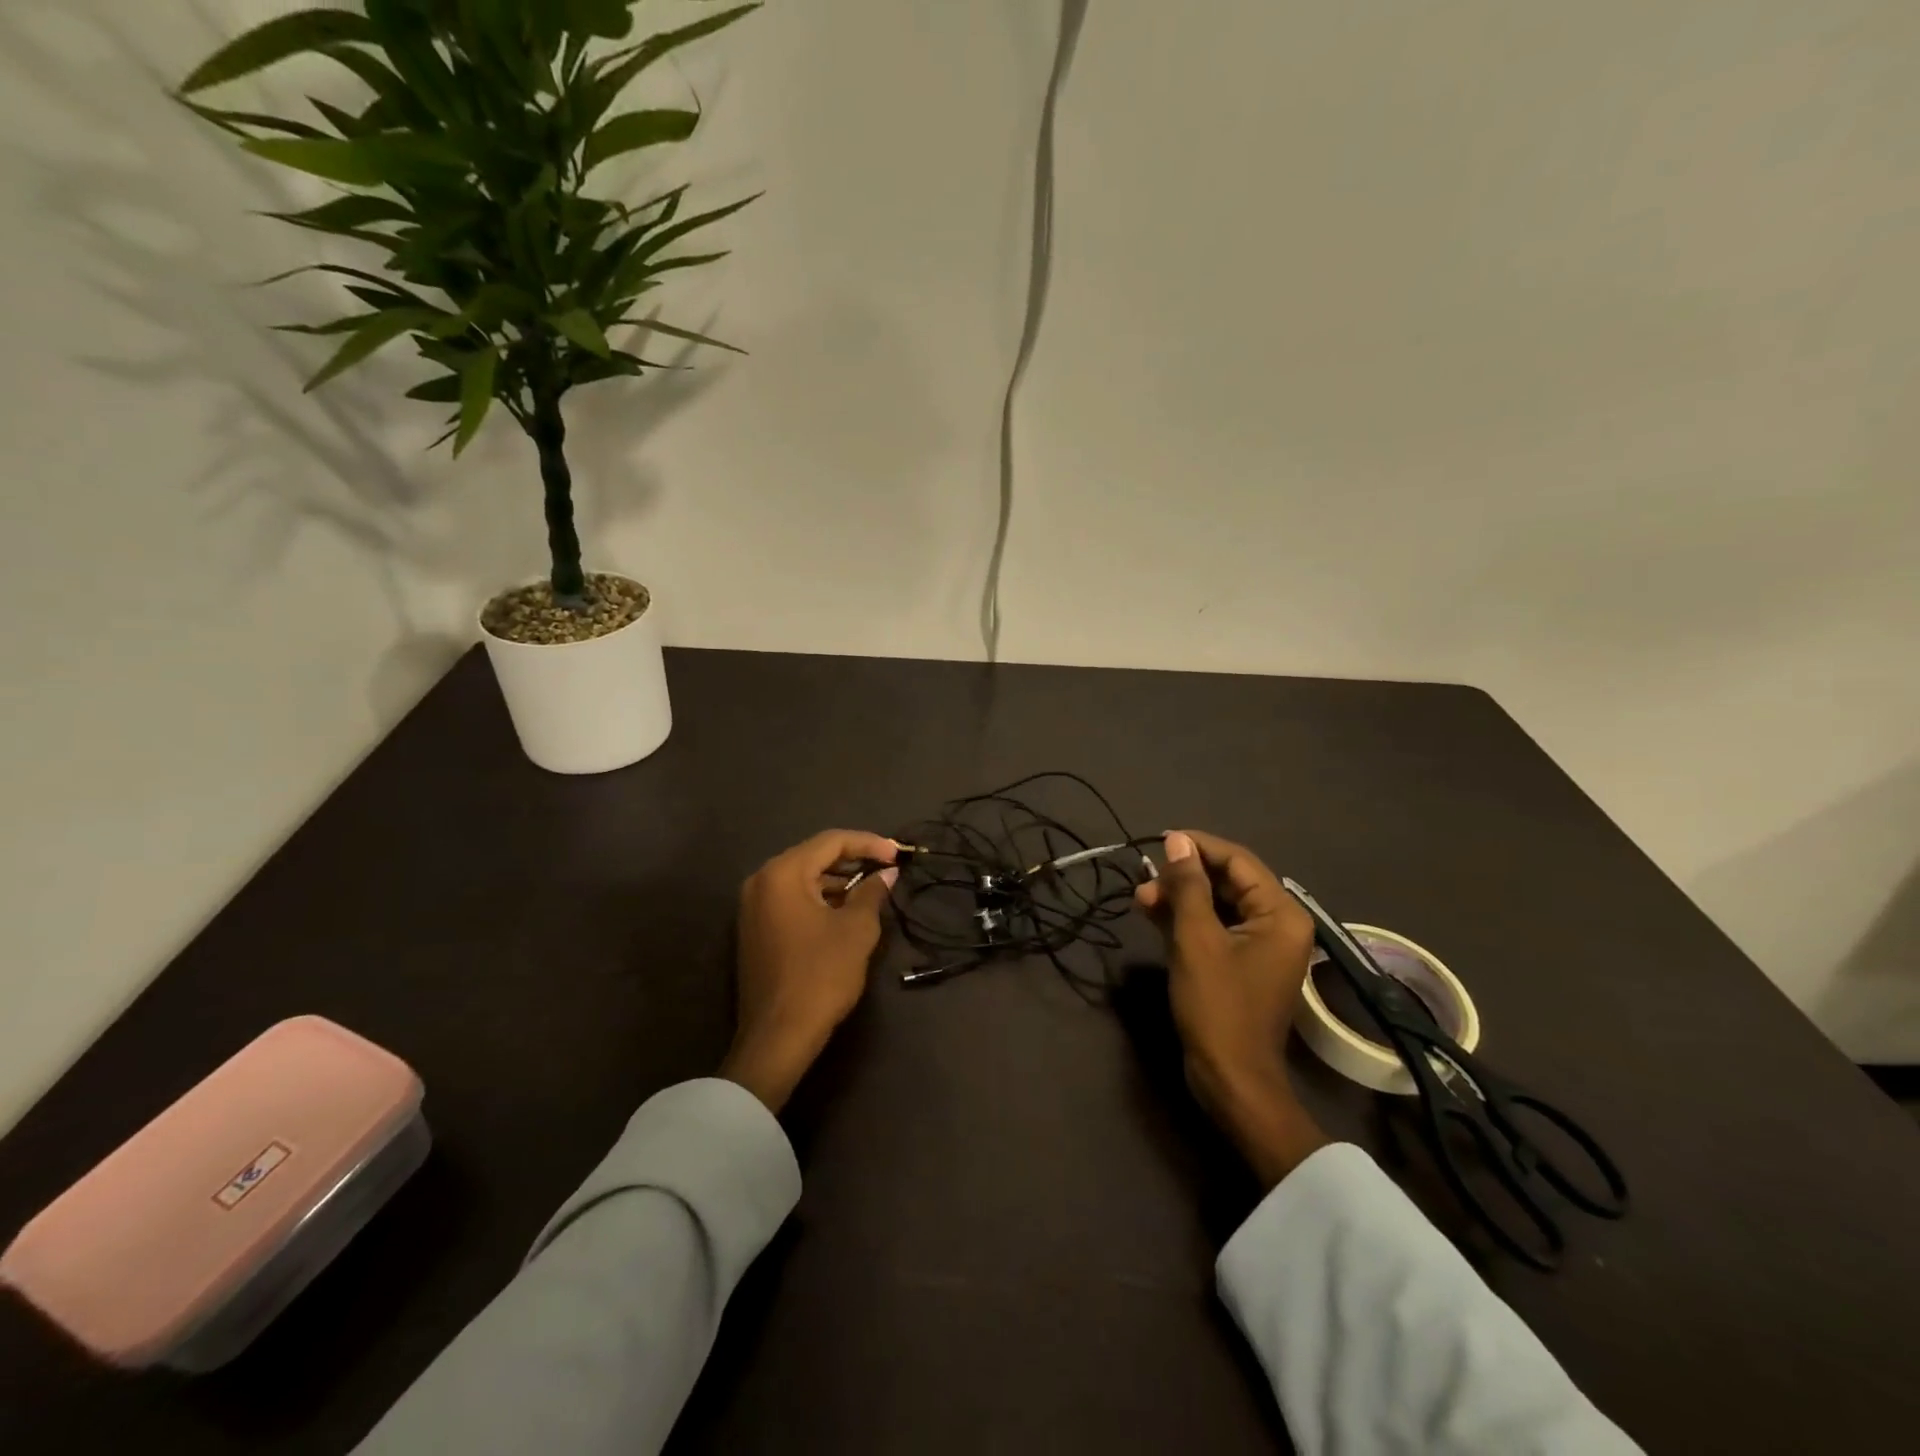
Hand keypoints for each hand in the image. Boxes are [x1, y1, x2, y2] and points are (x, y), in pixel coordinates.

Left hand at [720, 829, 898, 1113]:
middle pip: (814, 856)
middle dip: (853, 859)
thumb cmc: (820, 976)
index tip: (898, 854)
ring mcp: (754, 906)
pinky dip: (820, 897)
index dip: (869, 843)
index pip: (831, 841)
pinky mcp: (755, 928)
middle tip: (888, 867)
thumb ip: (872, 893)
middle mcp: (761, 881)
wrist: (778, 1036)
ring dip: (838, 879)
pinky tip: (846, 908)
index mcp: (782, 873)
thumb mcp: (856, 930)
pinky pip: (792, 898)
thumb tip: (887, 873)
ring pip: (803, 878)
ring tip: (872, 888)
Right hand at [1135, 830, 1329, 1187]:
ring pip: (1217, 904)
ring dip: (1180, 898)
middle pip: (1228, 881)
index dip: (1198, 847)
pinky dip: (1186, 919)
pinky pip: (1215, 928)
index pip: (1238, 861)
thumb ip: (1188, 886)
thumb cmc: (1218, 1006)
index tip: (1159, 841)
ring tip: (1141, 898)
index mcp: (1281, 914)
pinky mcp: (1241, 964)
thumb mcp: (1196, 939)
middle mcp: (1278, 924)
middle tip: (1145, 880)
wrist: (1231, 1078)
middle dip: (1184, 877)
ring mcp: (1260, 946)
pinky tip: (1153, 915)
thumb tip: (1177, 841)